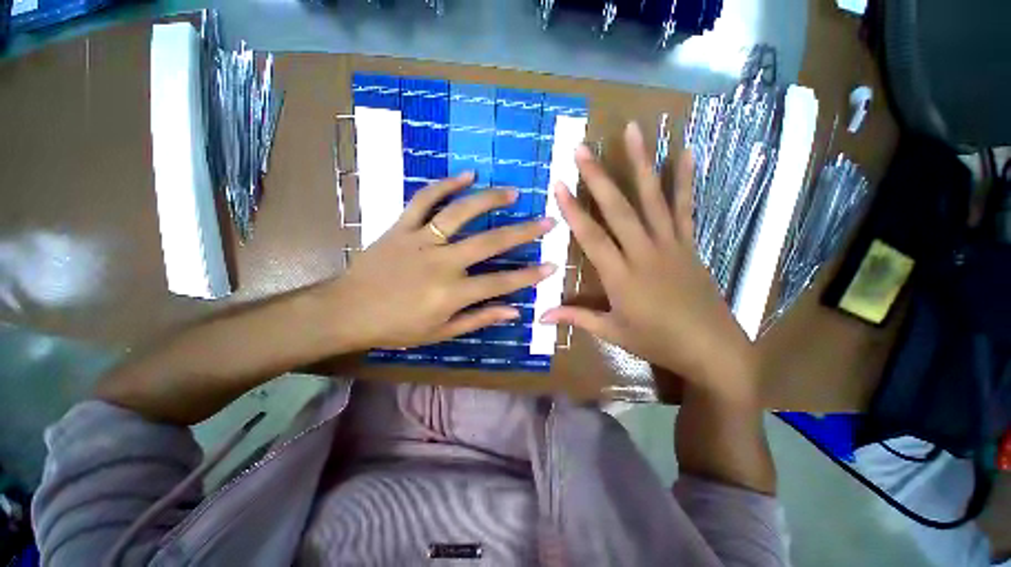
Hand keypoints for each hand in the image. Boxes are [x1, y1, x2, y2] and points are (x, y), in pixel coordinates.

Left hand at [328, 172, 555, 350]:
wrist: (347, 311)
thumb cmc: (396, 327)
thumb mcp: (440, 332)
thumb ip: (478, 319)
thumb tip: (514, 311)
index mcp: (452, 293)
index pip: (501, 282)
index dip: (529, 275)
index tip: (552, 265)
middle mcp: (442, 262)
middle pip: (489, 243)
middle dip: (523, 232)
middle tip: (547, 220)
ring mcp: (421, 239)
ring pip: (460, 213)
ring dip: (489, 200)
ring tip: (513, 192)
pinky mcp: (402, 226)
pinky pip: (424, 200)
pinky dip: (445, 185)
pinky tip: (467, 175)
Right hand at [542, 123, 758, 403]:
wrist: (711, 348)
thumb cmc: (657, 341)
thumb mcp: (612, 332)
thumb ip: (576, 318)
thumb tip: (541, 317)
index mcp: (620, 276)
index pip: (591, 236)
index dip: (573, 210)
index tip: (559, 185)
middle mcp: (643, 252)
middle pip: (618, 209)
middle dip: (597, 177)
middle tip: (582, 148)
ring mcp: (670, 244)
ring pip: (653, 199)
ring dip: (641, 163)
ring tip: (633, 131)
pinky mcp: (688, 244)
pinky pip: (685, 208)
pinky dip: (685, 180)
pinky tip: (686, 152)